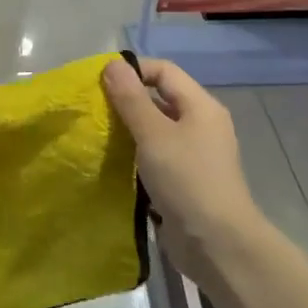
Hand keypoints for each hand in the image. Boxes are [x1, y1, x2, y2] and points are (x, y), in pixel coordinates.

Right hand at [103, 58, 263, 279]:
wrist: (216, 244)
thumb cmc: (187, 180)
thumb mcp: (154, 134)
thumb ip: (131, 99)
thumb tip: (112, 63)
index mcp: (200, 106)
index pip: (163, 71)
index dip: (132, 70)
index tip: (98, 83)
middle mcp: (200, 124)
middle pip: (159, 99)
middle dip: (125, 101)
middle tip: (91, 109)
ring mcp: (193, 154)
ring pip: (154, 129)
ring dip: (126, 130)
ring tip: (96, 134)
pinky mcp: (183, 179)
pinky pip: (154, 155)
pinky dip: (133, 154)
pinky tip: (111, 162)